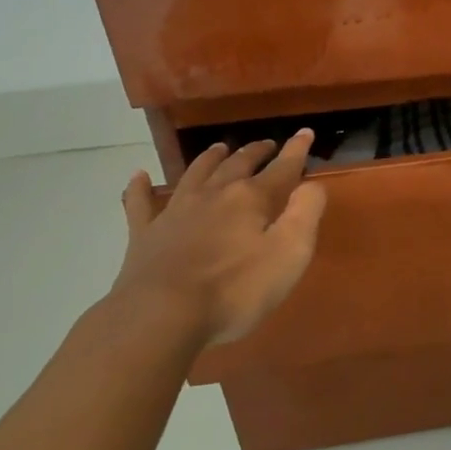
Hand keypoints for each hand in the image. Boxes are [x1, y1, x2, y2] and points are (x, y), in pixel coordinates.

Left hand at [110, 130, 327, 347]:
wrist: (161, 316)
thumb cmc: (235, 290)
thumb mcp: (289, 254)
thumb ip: (305, 214)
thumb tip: (312, 184)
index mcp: (250, 198)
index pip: (281, 168)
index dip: (296, 150)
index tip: (305, 133)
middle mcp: (213, 194)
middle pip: (238, 164)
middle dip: (256, 152)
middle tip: (267, 144)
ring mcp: (175, 212)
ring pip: (195, 174)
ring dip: (210, 159)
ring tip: (219, 148)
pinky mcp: (145, 235)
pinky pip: (140, 203)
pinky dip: (140, 188)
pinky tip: (138, 177)